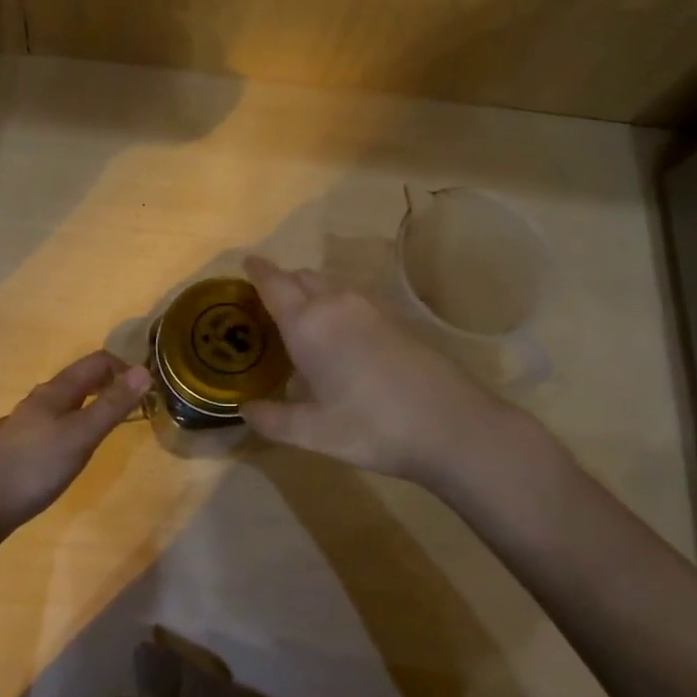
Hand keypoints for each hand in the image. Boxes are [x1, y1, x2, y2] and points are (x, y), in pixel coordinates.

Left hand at [0, 350, 150, 531]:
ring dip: (86, 403)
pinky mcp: (16, 444)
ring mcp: (24, 421)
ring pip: (61, 401)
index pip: (96, 362)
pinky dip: (62, 423)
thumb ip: (113, 405)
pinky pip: (45, 423)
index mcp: (57, 390)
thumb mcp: (83, 435)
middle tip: (131, 406)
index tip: (145, 391)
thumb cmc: (38, 465)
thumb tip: (144, 371)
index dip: (123, 368)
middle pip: (78, 379)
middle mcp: (39, 398)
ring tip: (102, 422)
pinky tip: (56, 440)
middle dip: (107, 384)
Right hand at [240, 255, 546, 483]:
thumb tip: (245, 410)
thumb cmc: (372, 427)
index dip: (257, 270)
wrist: (452, 425)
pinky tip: (336, 339)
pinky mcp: (394, 319)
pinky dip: (332, 306)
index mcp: (308, 324)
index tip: (245, 262)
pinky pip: (350, 299)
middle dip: (281, 282)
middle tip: (265, 305)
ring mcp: (369, 308)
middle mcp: (336, 304)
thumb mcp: (313, 433)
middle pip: (301, 277)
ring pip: (328, 286)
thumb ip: (272, 420)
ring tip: (298, 323)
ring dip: (308, 293)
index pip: (274, 283)